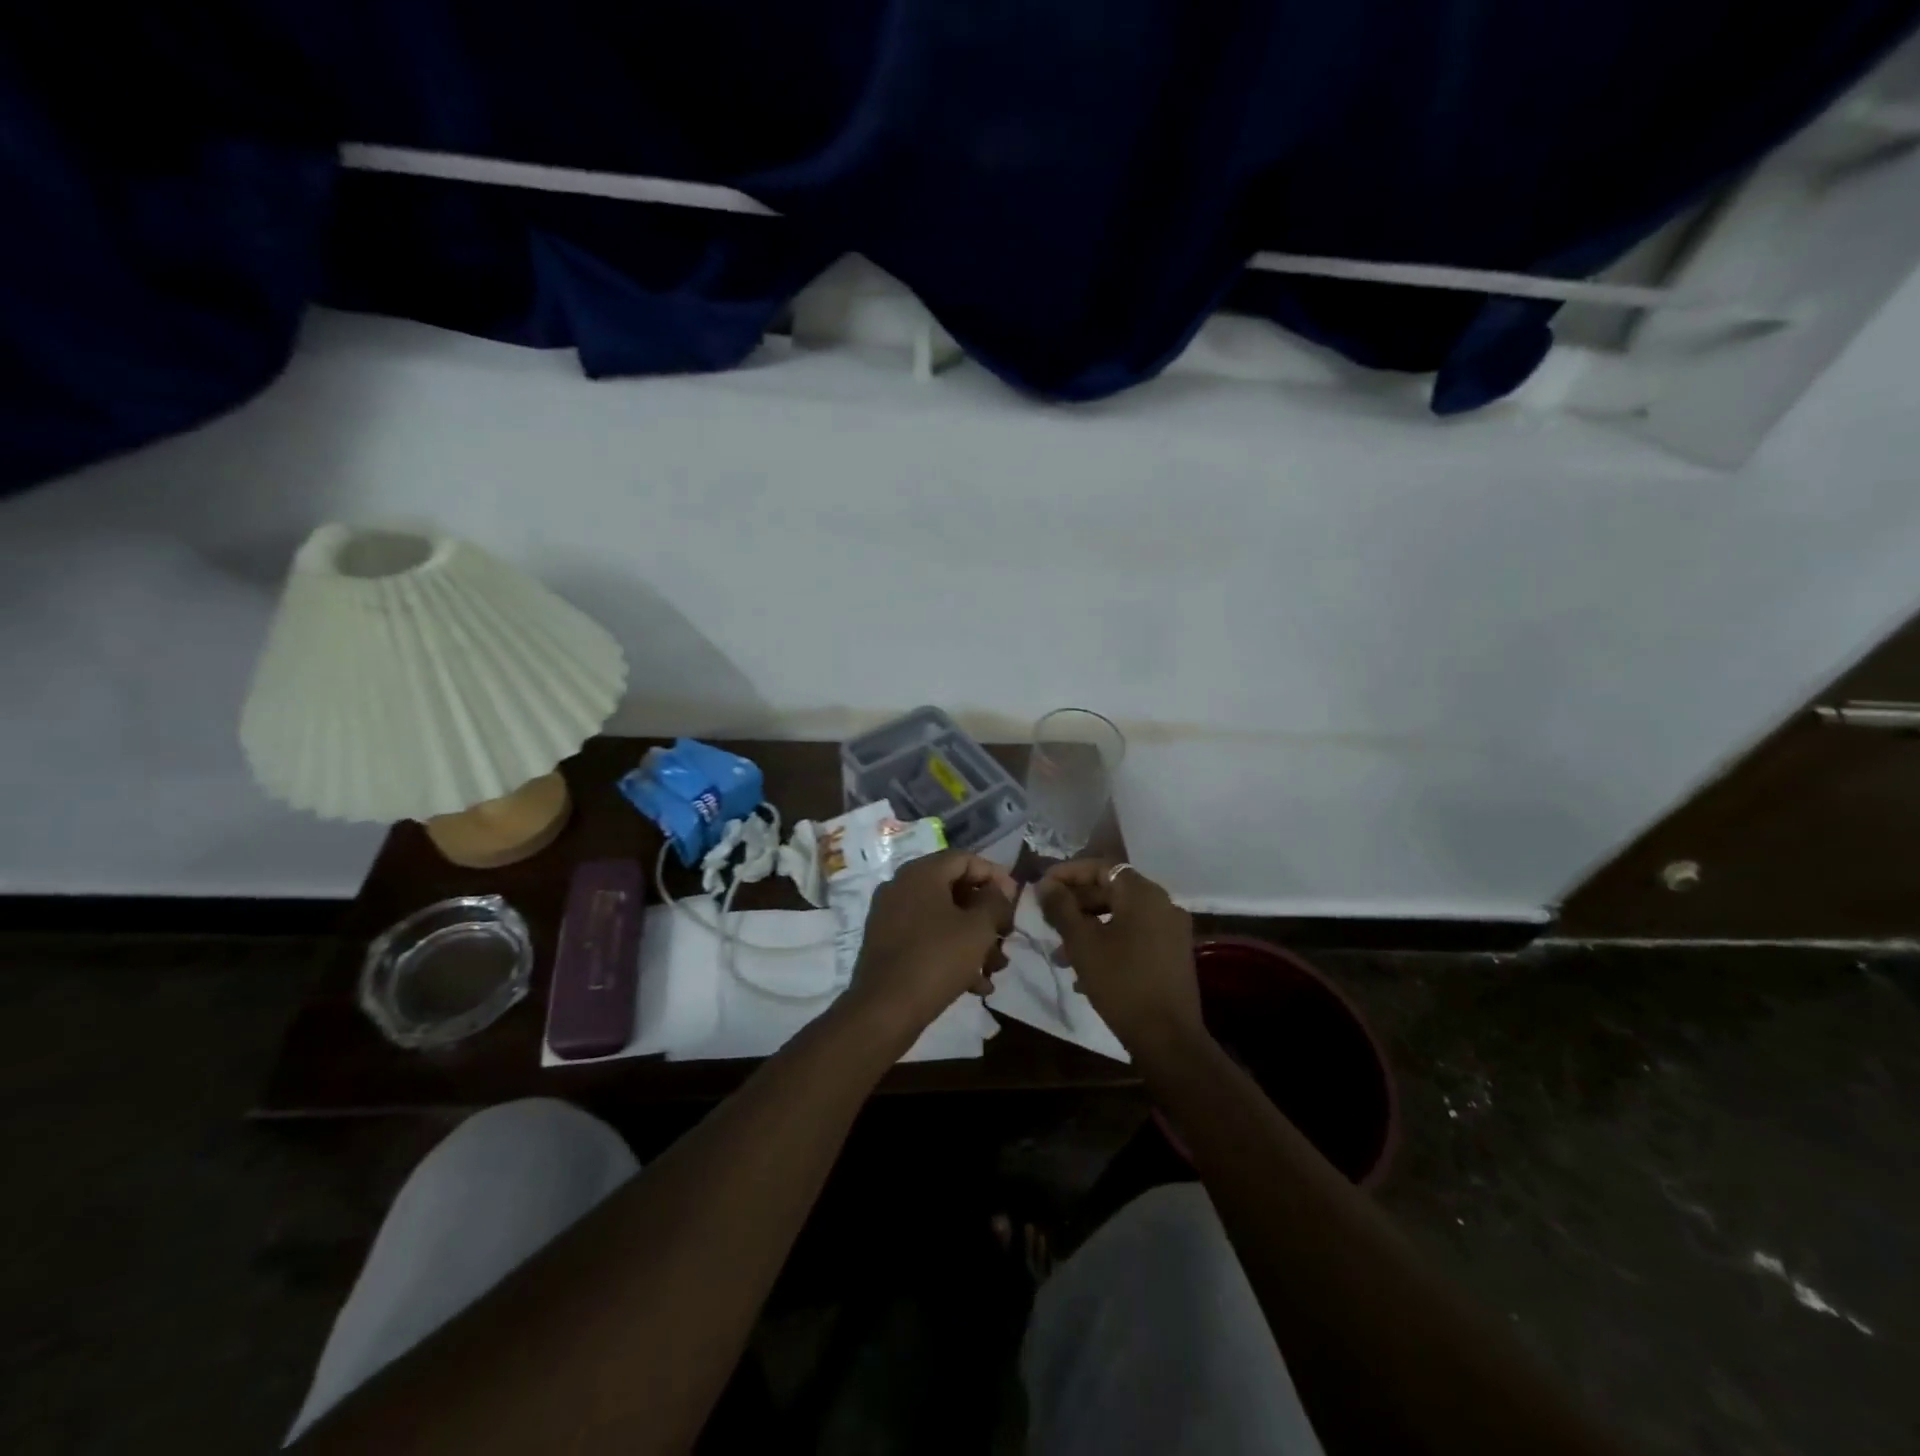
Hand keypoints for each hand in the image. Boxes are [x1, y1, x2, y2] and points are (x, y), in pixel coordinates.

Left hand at [847, 851, 1015, 1034]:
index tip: (1015, 900)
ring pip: (943, 918)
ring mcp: (890, 916)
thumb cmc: (937, 958)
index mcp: (921, 873)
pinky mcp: (887, 945)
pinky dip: (951, 953)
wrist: (885, 1010)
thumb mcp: (978, 928)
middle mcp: (901, 887)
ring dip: (973, 939)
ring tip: (996, 968)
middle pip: (954, 889)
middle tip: (1007, 936)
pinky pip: (926, 939)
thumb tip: (999, 891)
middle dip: (986, 914)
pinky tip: (975, 984)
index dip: (995, 876)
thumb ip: (995, 902)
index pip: (965, 859)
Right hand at [1036, 860, 1200, 1054]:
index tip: (1042, 887)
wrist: (1168, 1038)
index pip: (1100, 868)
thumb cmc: (1121, 982)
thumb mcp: (1082, 943)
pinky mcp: (1173, 955)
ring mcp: (1171, 930)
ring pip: (1121, 916)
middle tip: (1048, 920)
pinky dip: (1109, 942)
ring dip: (1089, 927)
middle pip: (1112, 891)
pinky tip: (1085, 972)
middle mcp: (1162, 904)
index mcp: (1143, 893)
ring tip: (1061, 953)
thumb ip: (1061, 908)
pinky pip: (1135, 936)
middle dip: (1076, 904)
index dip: (1067, 874)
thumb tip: (1045, 884)